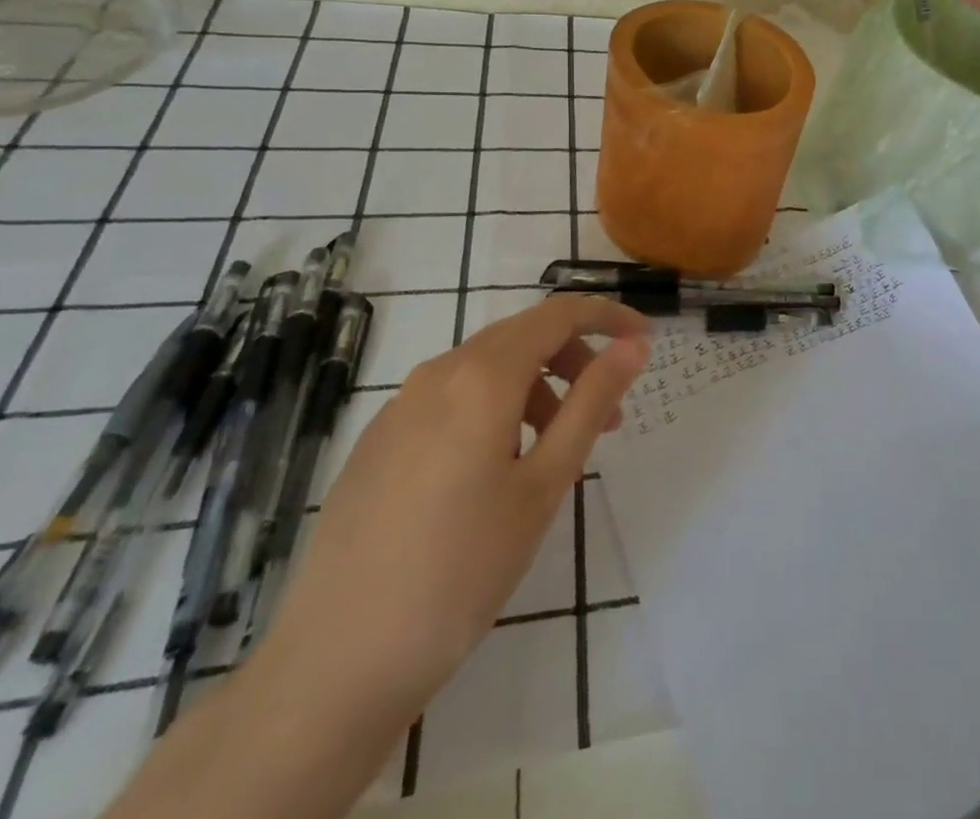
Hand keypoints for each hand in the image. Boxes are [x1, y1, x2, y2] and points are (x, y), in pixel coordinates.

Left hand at [248, 296, 651, 728]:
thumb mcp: (544, 483)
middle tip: (610, 412)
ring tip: (557, 450)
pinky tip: (498, 471)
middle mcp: (438, 374)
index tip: (644, 340)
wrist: (335, 664)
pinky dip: (495, 408)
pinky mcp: (378, 441)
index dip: (607, 316)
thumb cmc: (462, 569)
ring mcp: (399, 407)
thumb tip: (633, 345)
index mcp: (482, 377)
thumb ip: (591, 402)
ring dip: (537, 387)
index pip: (558, 314)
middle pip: (523, 336)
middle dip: (575, 358)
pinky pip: (451, 398)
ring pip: (486, 368)